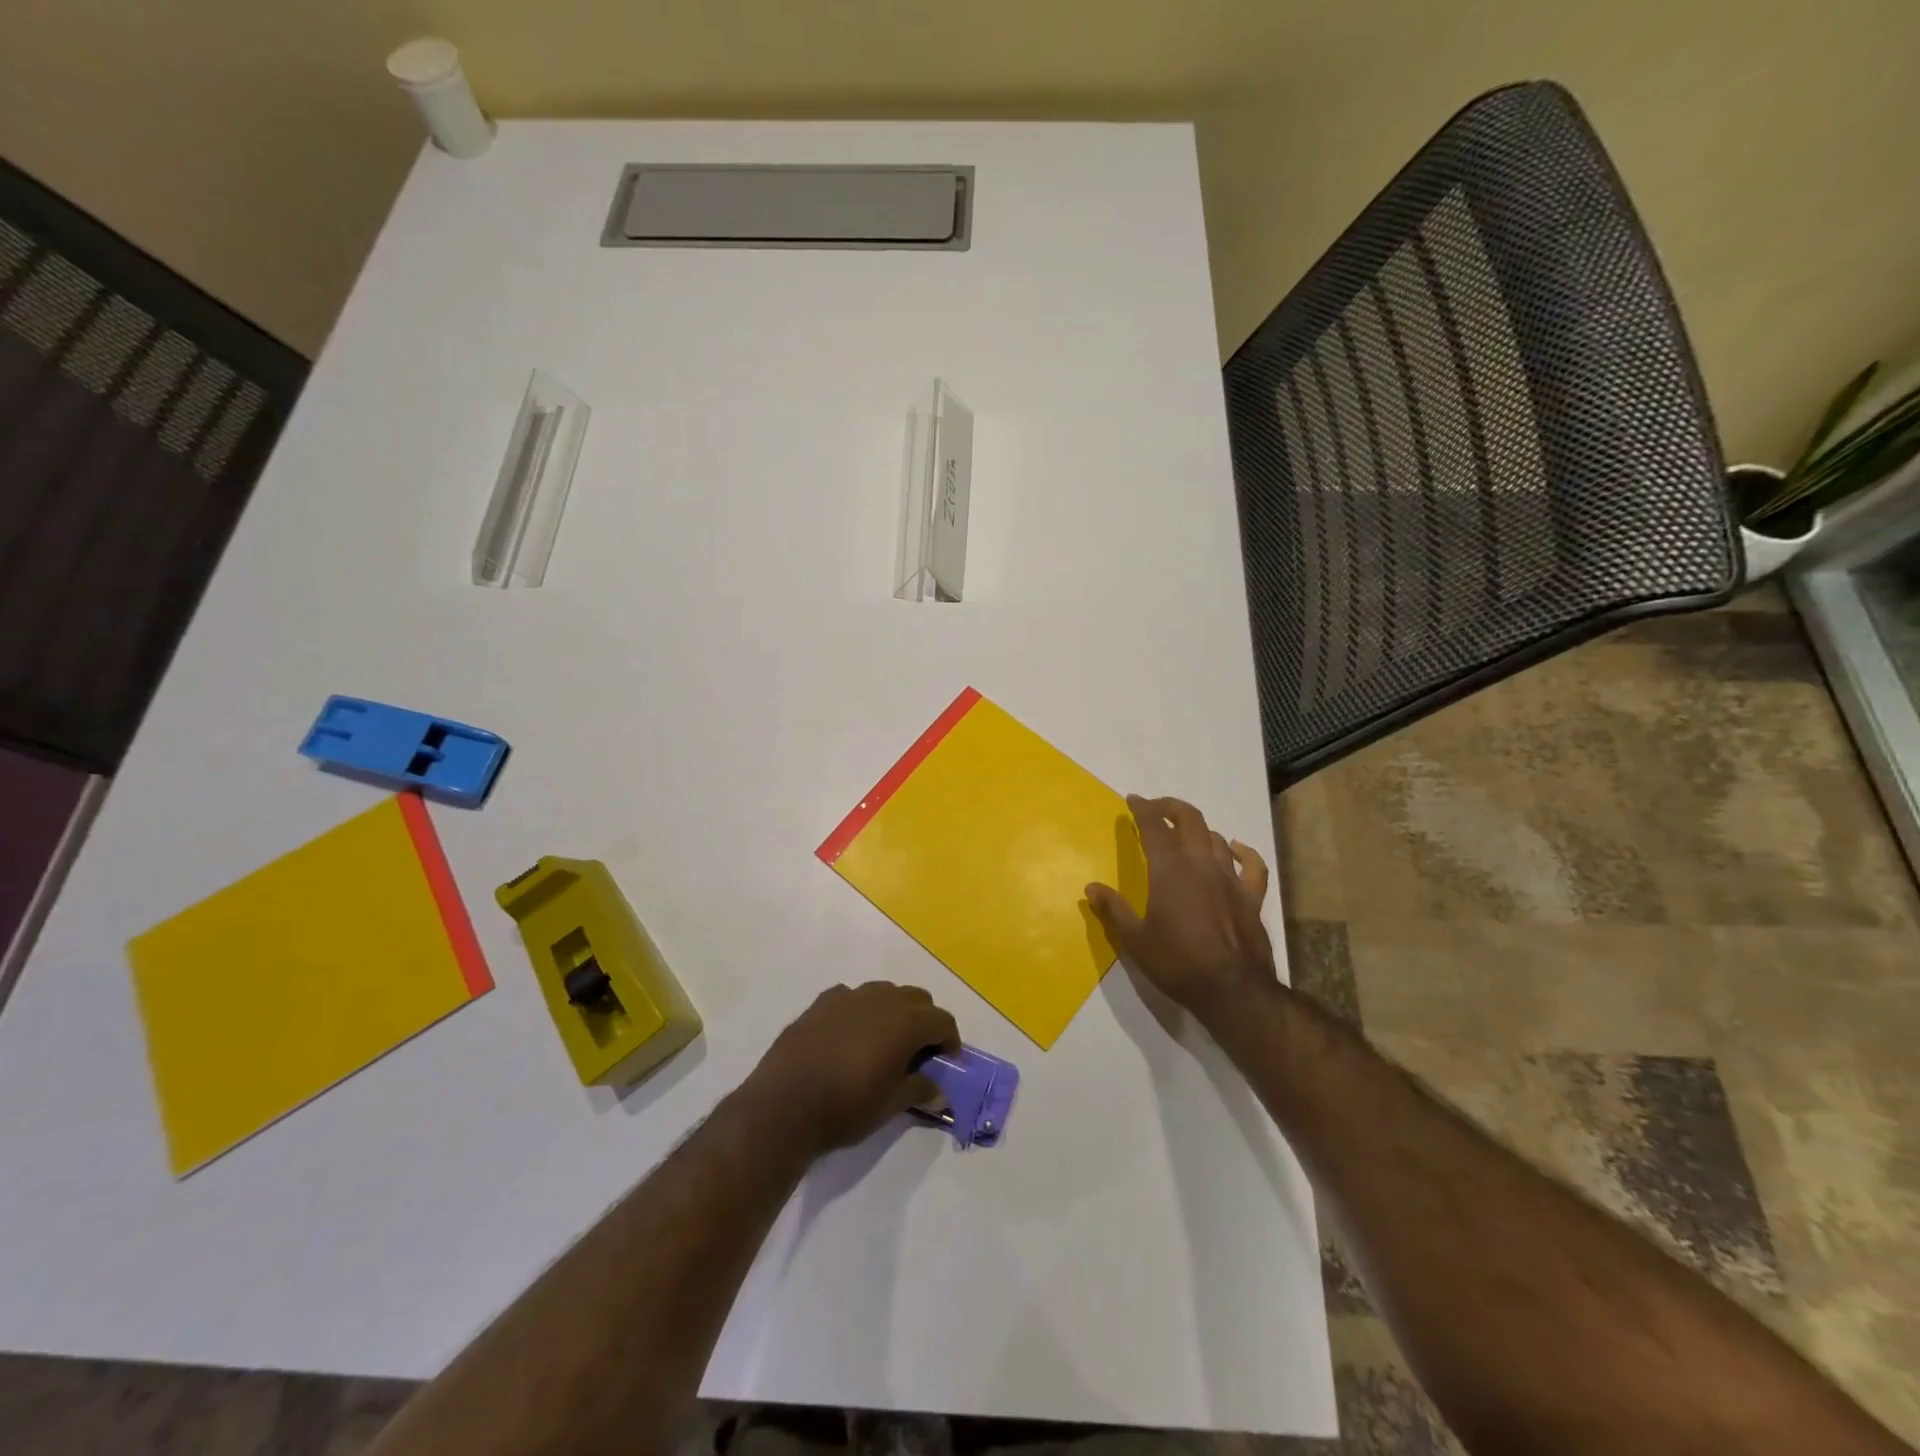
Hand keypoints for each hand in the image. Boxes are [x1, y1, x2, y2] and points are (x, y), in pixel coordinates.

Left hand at [745, 982, 960, 1153]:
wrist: (784, 1105)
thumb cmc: (845, 1107)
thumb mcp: (890, 1106)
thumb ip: (919, 1091)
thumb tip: (941, 1092)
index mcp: (905, 1021)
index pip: (941, 1020)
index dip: (950, 1039)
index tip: (947, 1061)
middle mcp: (881, 998)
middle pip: (917, 998)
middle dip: (924, 1021)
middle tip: (919, 1053)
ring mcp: (849, 996)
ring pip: (884, 992)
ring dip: (893, 1012)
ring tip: (884, 1043)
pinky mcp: (821, 1002)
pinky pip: (852, 998)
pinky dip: (860, 1012)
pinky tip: (850, 1037)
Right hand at [1085, 794, 1276, 1028]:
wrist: (1232, 990)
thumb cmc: (1177, 963)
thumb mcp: (1135, 940)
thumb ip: (1113, 910)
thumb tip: (1091, 888)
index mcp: (1169, 870)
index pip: (1154, 826)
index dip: (1142, 809)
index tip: (1132, 800)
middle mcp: (1201, 864)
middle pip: (1189, 819)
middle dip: (1170, 807)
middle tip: (1156, 809)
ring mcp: (1230, 878)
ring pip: (1215, 837)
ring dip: (1198, 829)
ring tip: (1185, 834)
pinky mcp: (1251, 896)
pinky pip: (1252, 864)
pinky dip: (1243, 851)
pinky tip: (1236, 849)